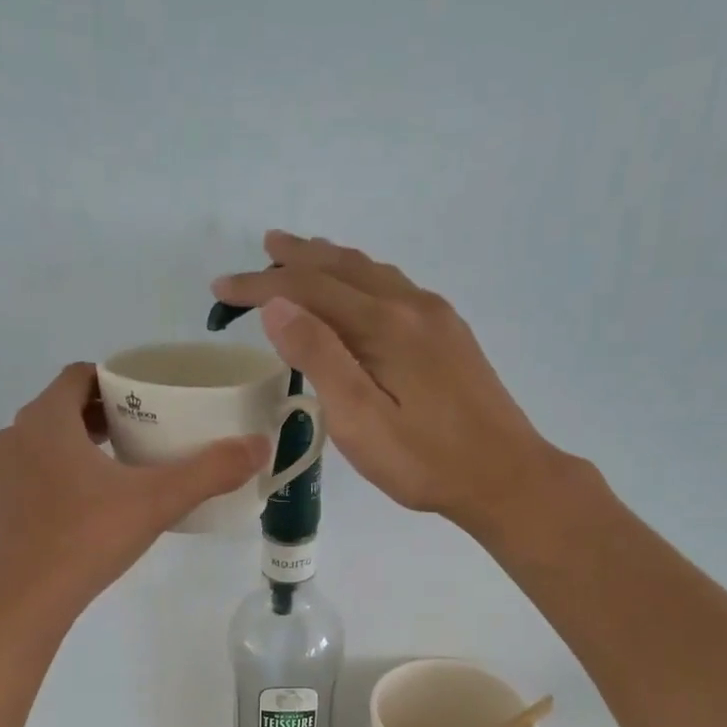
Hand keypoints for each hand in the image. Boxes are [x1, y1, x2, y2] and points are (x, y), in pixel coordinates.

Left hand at [0, 363, 270, 623]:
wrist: (26, 601)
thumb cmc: (88, 538)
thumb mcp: (157, 501)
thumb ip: (209, 471)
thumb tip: (259, 446)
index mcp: (47, 419)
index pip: (79, 376)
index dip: (114, 381)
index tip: (146, 399)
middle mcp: (15, 435)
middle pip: (63, 408)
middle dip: (102, 415)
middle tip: (143, 433)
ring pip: (44, 442)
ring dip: (77, 445)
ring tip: (118, 469)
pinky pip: (30, 474)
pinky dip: (56, 476)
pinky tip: (85, 507)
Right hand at [211, 232, 569, 530]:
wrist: (505, 476)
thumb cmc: (425, 461)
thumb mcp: (361, 420)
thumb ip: (320, 359)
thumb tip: (277, 305)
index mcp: (385, 325)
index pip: (310, 288)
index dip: (261, 284)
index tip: (221, 288)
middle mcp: (412, 306)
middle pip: (343, 267)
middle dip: (296, 259)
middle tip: (261, 250)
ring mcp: (437, 317)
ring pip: (372, 273)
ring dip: (331, 262)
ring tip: (301, 256)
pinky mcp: (450, 335)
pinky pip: (393, 287)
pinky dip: (360, 278)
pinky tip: (358, 291)